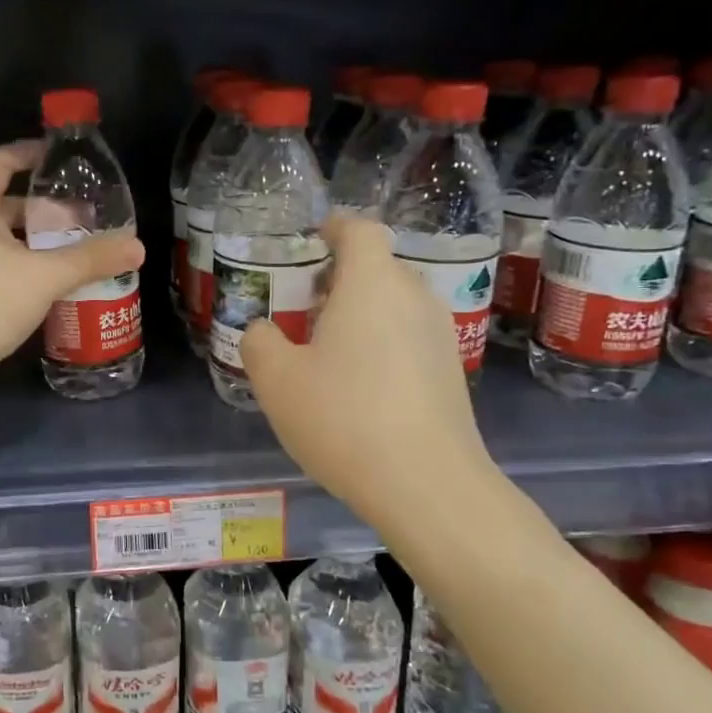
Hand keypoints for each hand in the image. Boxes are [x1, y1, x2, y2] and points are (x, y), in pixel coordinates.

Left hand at [0, 142, 144, 398]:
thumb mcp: (44, 276)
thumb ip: (90, 259)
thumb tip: (137, 246)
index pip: (0, 161)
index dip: (29, 154)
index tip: (60, 159)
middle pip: (2, 203)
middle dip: (42, 208)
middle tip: (80, 217)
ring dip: (32, 242)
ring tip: (70, 252)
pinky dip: (20, 267)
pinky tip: (47, 286)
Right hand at [241, 214, 492, 520]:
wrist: (426, 484)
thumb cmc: (343, 417)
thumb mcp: (277, 380)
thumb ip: (260, 342)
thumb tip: (264, 331)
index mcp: (371, 284)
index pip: (360, 231)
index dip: (335, 227)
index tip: (314, 238)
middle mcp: (413, 298)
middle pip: (379, 268)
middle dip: (342, 277)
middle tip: (306, 305)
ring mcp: (440, 335)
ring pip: (396, 305)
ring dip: (363, 312)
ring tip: (329, 348)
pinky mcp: (451, 372)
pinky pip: (410, 337)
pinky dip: (383, 343)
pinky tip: (360, 385)